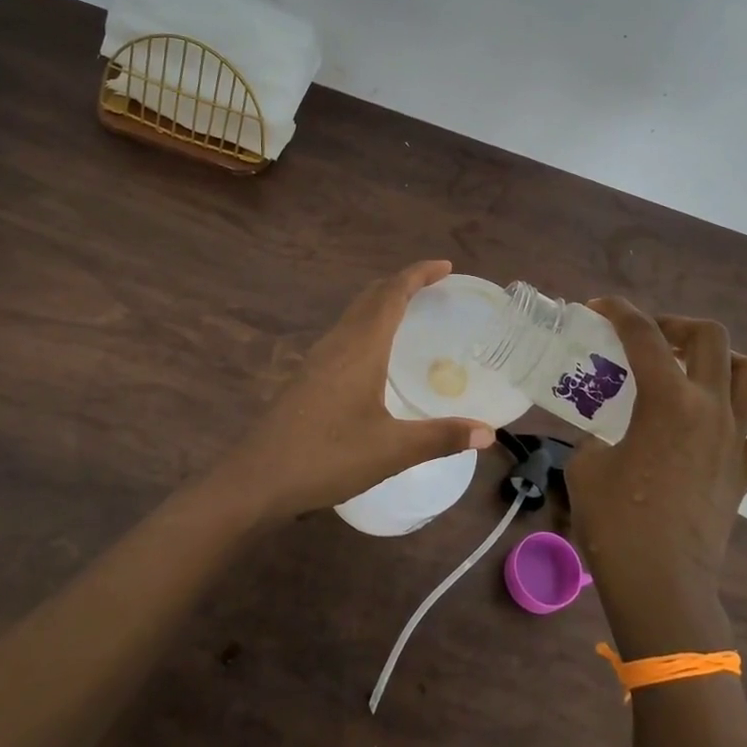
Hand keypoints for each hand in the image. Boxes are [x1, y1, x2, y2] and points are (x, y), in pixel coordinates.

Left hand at [219, 261, 495, 519]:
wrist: (257, 480)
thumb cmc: (327, 457)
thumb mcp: (392, 450)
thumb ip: (441, 437)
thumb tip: (488, 433)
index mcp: (360, 348)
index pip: (391, 294)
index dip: (418, 274)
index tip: (445, 266)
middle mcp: (337, 344)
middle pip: (370, 297)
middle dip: (401, 284)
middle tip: (433, 287)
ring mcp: (317, 360)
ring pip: (353, 315)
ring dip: (382, 304)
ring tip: (410, 314)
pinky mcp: (306, 378)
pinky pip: (343, 335)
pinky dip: (367, 327)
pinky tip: (376, 357)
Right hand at [566, 298, 746, 651]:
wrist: (661, 583)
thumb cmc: (616, 523)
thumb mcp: (585, 465)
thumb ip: (594, 435)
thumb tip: (603, 434)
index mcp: (667, 401)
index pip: (642, 335)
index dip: (618, 311)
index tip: (598, 308)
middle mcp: (711, 408)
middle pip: (710, 337)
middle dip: (676, 325)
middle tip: (649, 340)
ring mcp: (737, 439)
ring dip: (723, 359)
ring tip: (693, 370)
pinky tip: (739, 412)